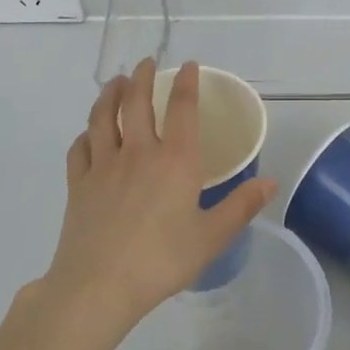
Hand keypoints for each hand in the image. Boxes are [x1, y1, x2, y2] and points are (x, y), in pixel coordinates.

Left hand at [44, 58, 275, 332]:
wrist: (98, 286)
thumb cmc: (161, 260)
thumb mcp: (211, 237)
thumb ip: (241, 207)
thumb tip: (271, 182)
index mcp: (175, 160)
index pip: (182, 108)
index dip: (187, 83)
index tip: (189, 66)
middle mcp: (138, 152)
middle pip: (137, 102)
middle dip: (143, 78)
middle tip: (147, 63)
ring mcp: (103, 165)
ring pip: (103, 117)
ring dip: (110, 94)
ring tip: (116, 82)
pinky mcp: (78, 184)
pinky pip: (79, 149)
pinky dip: (85, 134)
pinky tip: (88, 134)